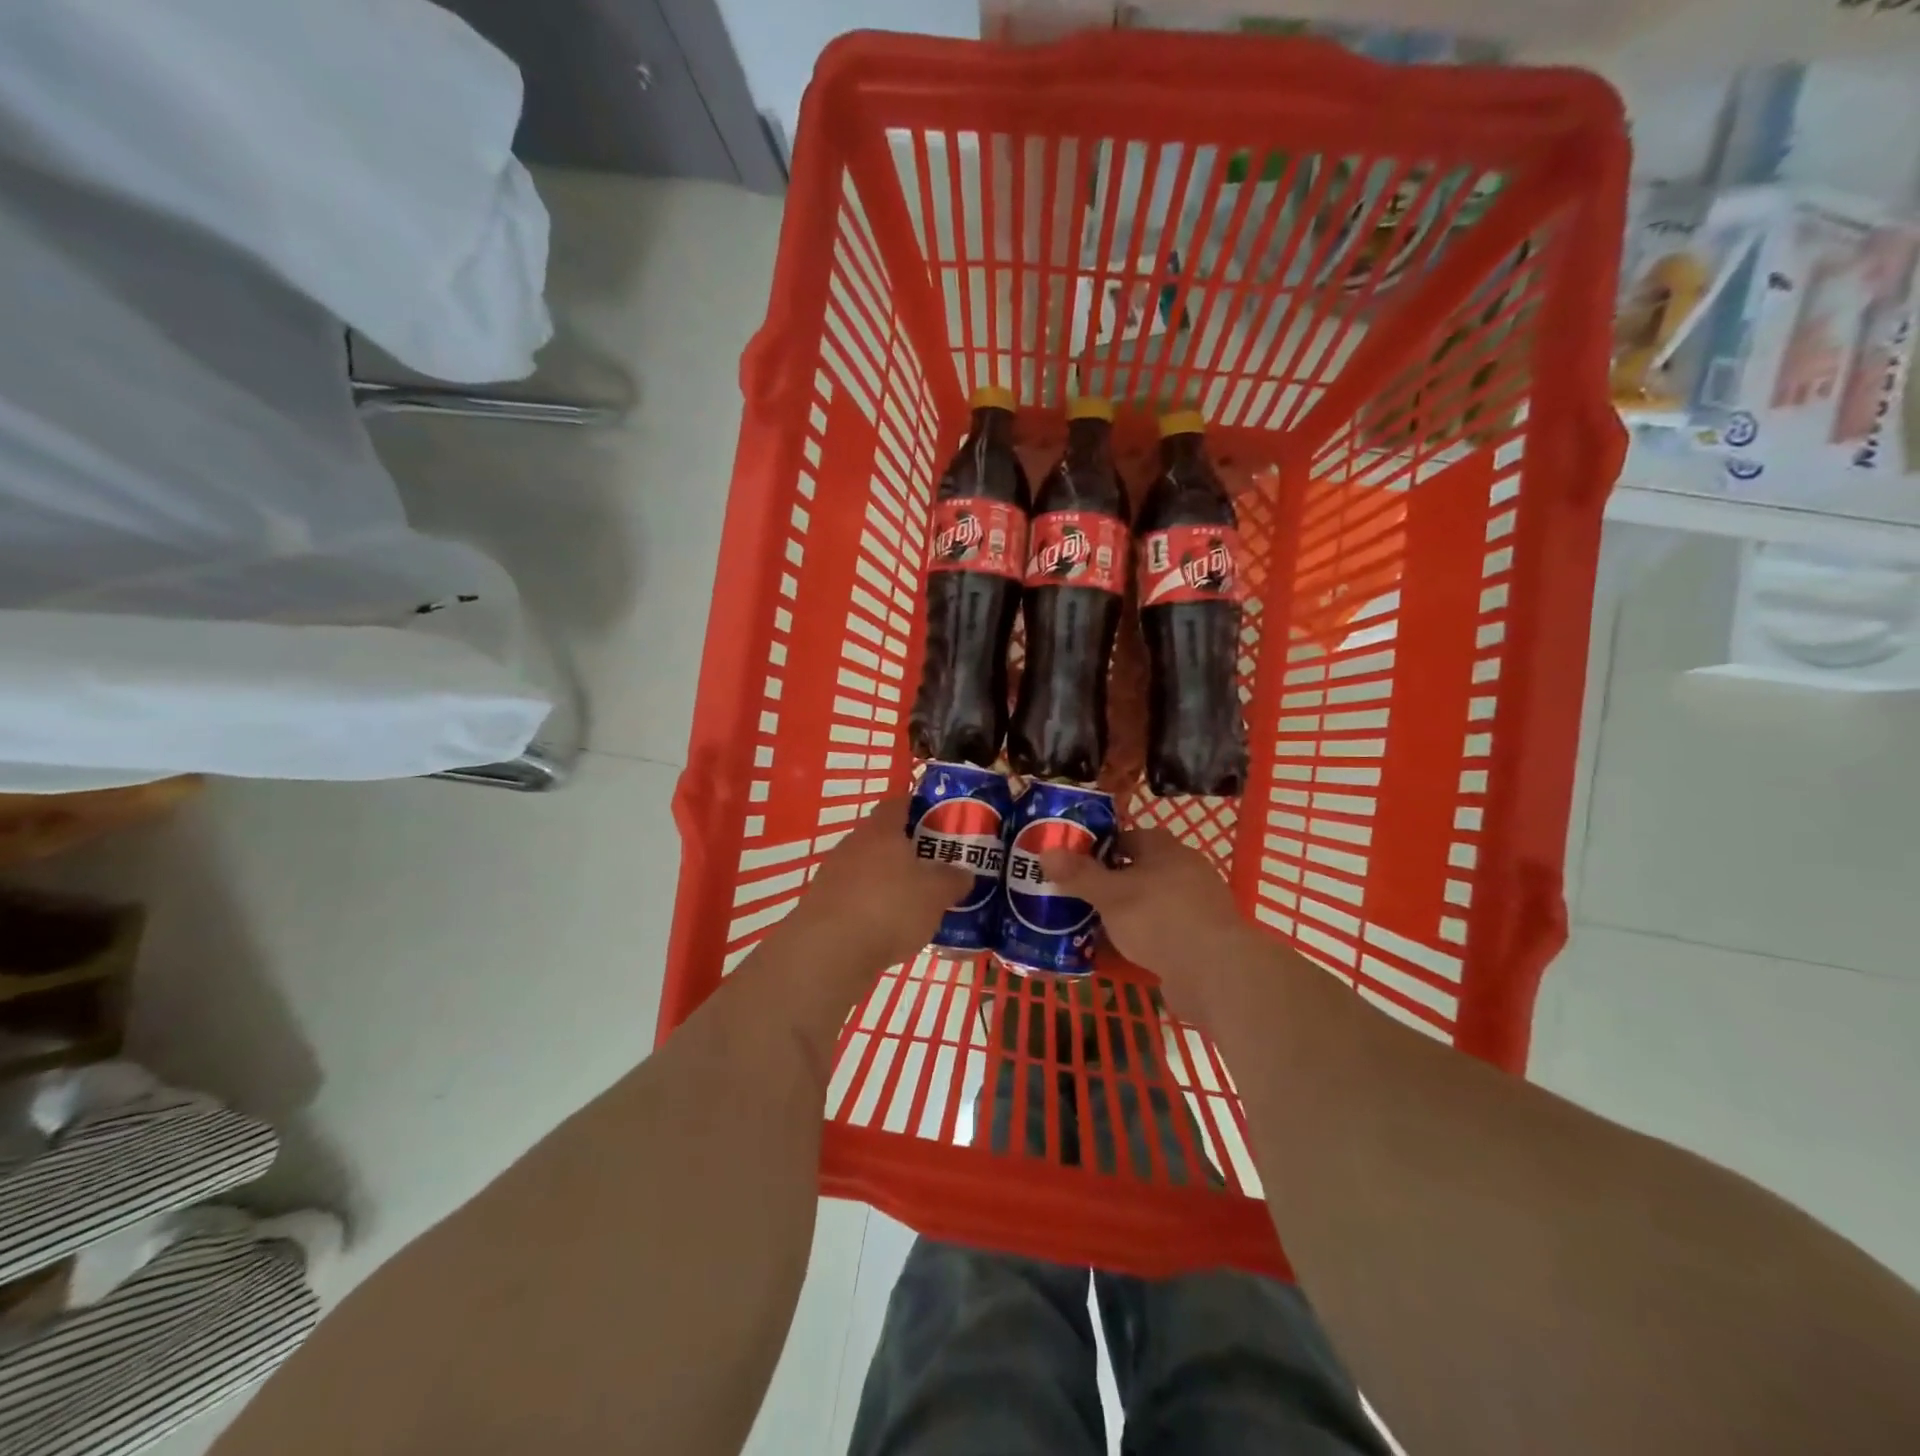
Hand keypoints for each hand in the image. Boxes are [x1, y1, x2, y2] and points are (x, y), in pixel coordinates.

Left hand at [779, 795, 970, 975]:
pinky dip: (871, 906)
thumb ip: (953, 879)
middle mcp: (853, 844)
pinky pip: (855, 896)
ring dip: (888, 880)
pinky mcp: (822, 905)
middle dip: (907, 849)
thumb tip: (963, 873)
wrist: (828, 952)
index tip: (939, 819)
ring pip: (868, 868)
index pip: (899, 803)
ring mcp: (832, 874)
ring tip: (915, 901)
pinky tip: (888, 927)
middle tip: (934, 865)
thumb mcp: (936, 894)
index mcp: (881, 830)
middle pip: (883, 837)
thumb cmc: (889, 908)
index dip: (919, 806)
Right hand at [1038, 829, 1255, 1009]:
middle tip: (1076, 897)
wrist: (1215, 973)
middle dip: (1108, 884)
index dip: (1099, 848)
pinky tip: (1117, 954)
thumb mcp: (1110, 895)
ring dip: (1123, 915)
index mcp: (1166, 849)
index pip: (1127, 838)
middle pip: (1138, 871)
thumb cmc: (1160, 919)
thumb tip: (1045, 852)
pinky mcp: (1200, 940)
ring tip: (1089, 927)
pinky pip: (1161, 933)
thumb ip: (1078, 874)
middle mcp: (1185, 871)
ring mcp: (1196, 907)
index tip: (1073, 865)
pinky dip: (1140, 940)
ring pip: (1149, 904)